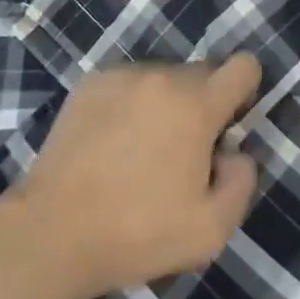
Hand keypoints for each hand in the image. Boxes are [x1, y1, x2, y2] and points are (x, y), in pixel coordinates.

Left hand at [16, 55, 261, 298]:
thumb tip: (237, 152)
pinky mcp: (92, 82)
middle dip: (202, 105)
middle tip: (183, 152)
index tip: (228, 126)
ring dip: (165, 103)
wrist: (54, 230)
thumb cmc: (137, 232)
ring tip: (141, 150)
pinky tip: (112, 143)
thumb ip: (241, 182)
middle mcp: (162, 76)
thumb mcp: (210, 230)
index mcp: (196, 105)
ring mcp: (123, 74)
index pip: (243, 66)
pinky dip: (131, 103)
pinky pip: (128, 83)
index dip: (245, 92)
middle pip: (202, 73)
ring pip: (163, 78)